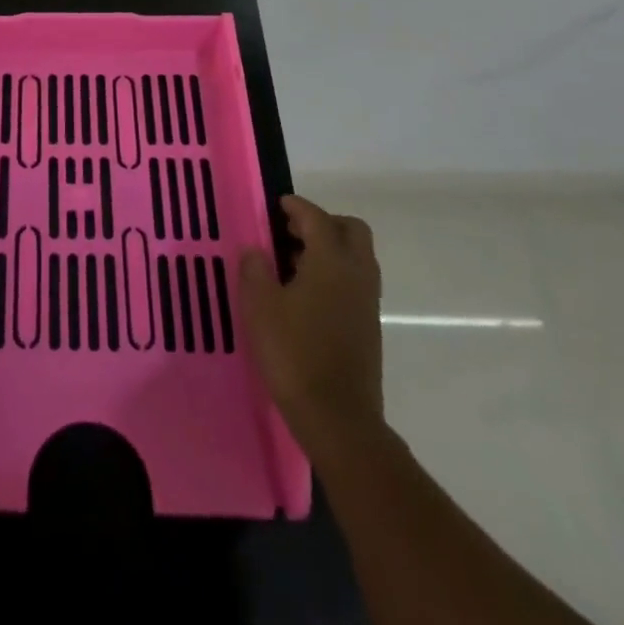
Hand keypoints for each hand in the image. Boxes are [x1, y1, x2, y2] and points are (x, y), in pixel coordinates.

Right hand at [240, 196, 384, 455]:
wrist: (338, 419)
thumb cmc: (295, 354)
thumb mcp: (260, 306)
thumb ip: (255, 269)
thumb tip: (256, 250)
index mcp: (332, 261)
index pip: (317, 217)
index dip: (295, 206)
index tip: (275, 205)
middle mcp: (357, 274)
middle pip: (350, 230)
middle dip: (322, 223)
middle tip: (289, 232)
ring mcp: (367, 302)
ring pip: (356, 257)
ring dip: (329, 249)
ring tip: (290, 263)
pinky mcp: (368, 326)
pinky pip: (354, 282)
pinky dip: (333, 274)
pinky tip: (304, 295)